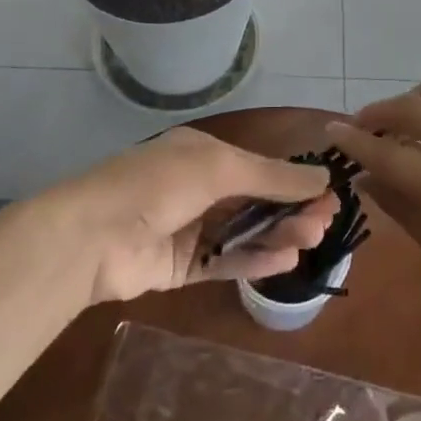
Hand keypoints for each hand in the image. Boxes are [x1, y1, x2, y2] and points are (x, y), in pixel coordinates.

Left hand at [52, 127, 335, 303]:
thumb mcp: (220, 168)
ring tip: (310, 240)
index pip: (259, 167)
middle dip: (290, 209)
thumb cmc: (159, 185)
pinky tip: (284, 260)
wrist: (92, 236)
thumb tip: (323, 176)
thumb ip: (272, 176)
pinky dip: (254, 260)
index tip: (328, 195)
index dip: (293, 181)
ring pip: (244, 232)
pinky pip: (225, 261)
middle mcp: (198, 187)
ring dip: (277, 234)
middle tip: (323, 223)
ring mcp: (189, 228)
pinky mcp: (181, 266)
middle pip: (255, 200)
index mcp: (203, 154)